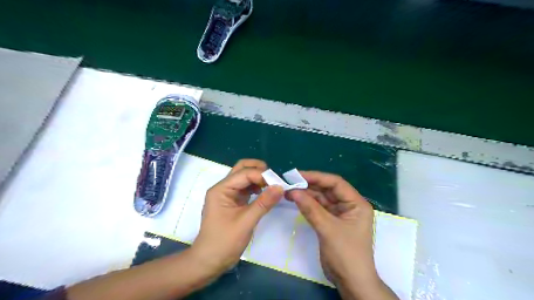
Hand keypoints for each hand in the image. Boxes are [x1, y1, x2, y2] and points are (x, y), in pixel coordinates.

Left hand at [192, 159, 282, 275]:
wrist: (210, 261)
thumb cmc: (224, 242)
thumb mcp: (246, 222)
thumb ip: (263, 203)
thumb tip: (280, 187)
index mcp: (221, 189)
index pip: (244, 173)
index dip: (261, 175)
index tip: (278, 183)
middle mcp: (223, 188)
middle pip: (241, 169)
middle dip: (258, 170)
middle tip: (274, 178)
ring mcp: (228, 195)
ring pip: (244, 178)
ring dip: (258, 178)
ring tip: (272, 186)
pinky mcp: (233, 202)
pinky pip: (246, 189)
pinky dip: (256, 188)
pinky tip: (265, 194)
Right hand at [288, 171, 394, 299]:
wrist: (350, 281)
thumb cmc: (346, 254)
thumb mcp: (328, 229)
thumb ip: (310, 209)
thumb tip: (293, 191)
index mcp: (356, 203)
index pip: (336, 183)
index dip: (317, 177)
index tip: (298, 175)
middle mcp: (349, 205)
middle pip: (327, 189)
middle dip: (309, 185)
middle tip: (290, 182)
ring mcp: (340, 214)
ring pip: (321, 198)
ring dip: (306, 194)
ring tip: (289, 191)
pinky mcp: (331, 222)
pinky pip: (318, 208)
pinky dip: (307, 204)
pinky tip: (296, 200)